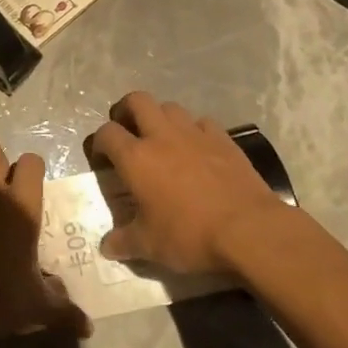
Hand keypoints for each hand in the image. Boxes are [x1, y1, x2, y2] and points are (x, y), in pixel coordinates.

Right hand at [90, 92, 291, 275]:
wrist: (249, 229)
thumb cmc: (190, 235)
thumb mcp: (149, 246)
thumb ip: (123, 242)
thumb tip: (107, 247)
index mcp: (136, 158)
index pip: (107, 133)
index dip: (99, 142)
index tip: (102, 158)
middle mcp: (162, 136)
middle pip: (137, 100)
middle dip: (126, 110)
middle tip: (128, 131)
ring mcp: (195, 133)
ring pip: (170, 107)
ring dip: (160, 118)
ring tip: (162, 139)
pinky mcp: (223, 138)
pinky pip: (202, 122)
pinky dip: (194, 130)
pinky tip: (197, 149)